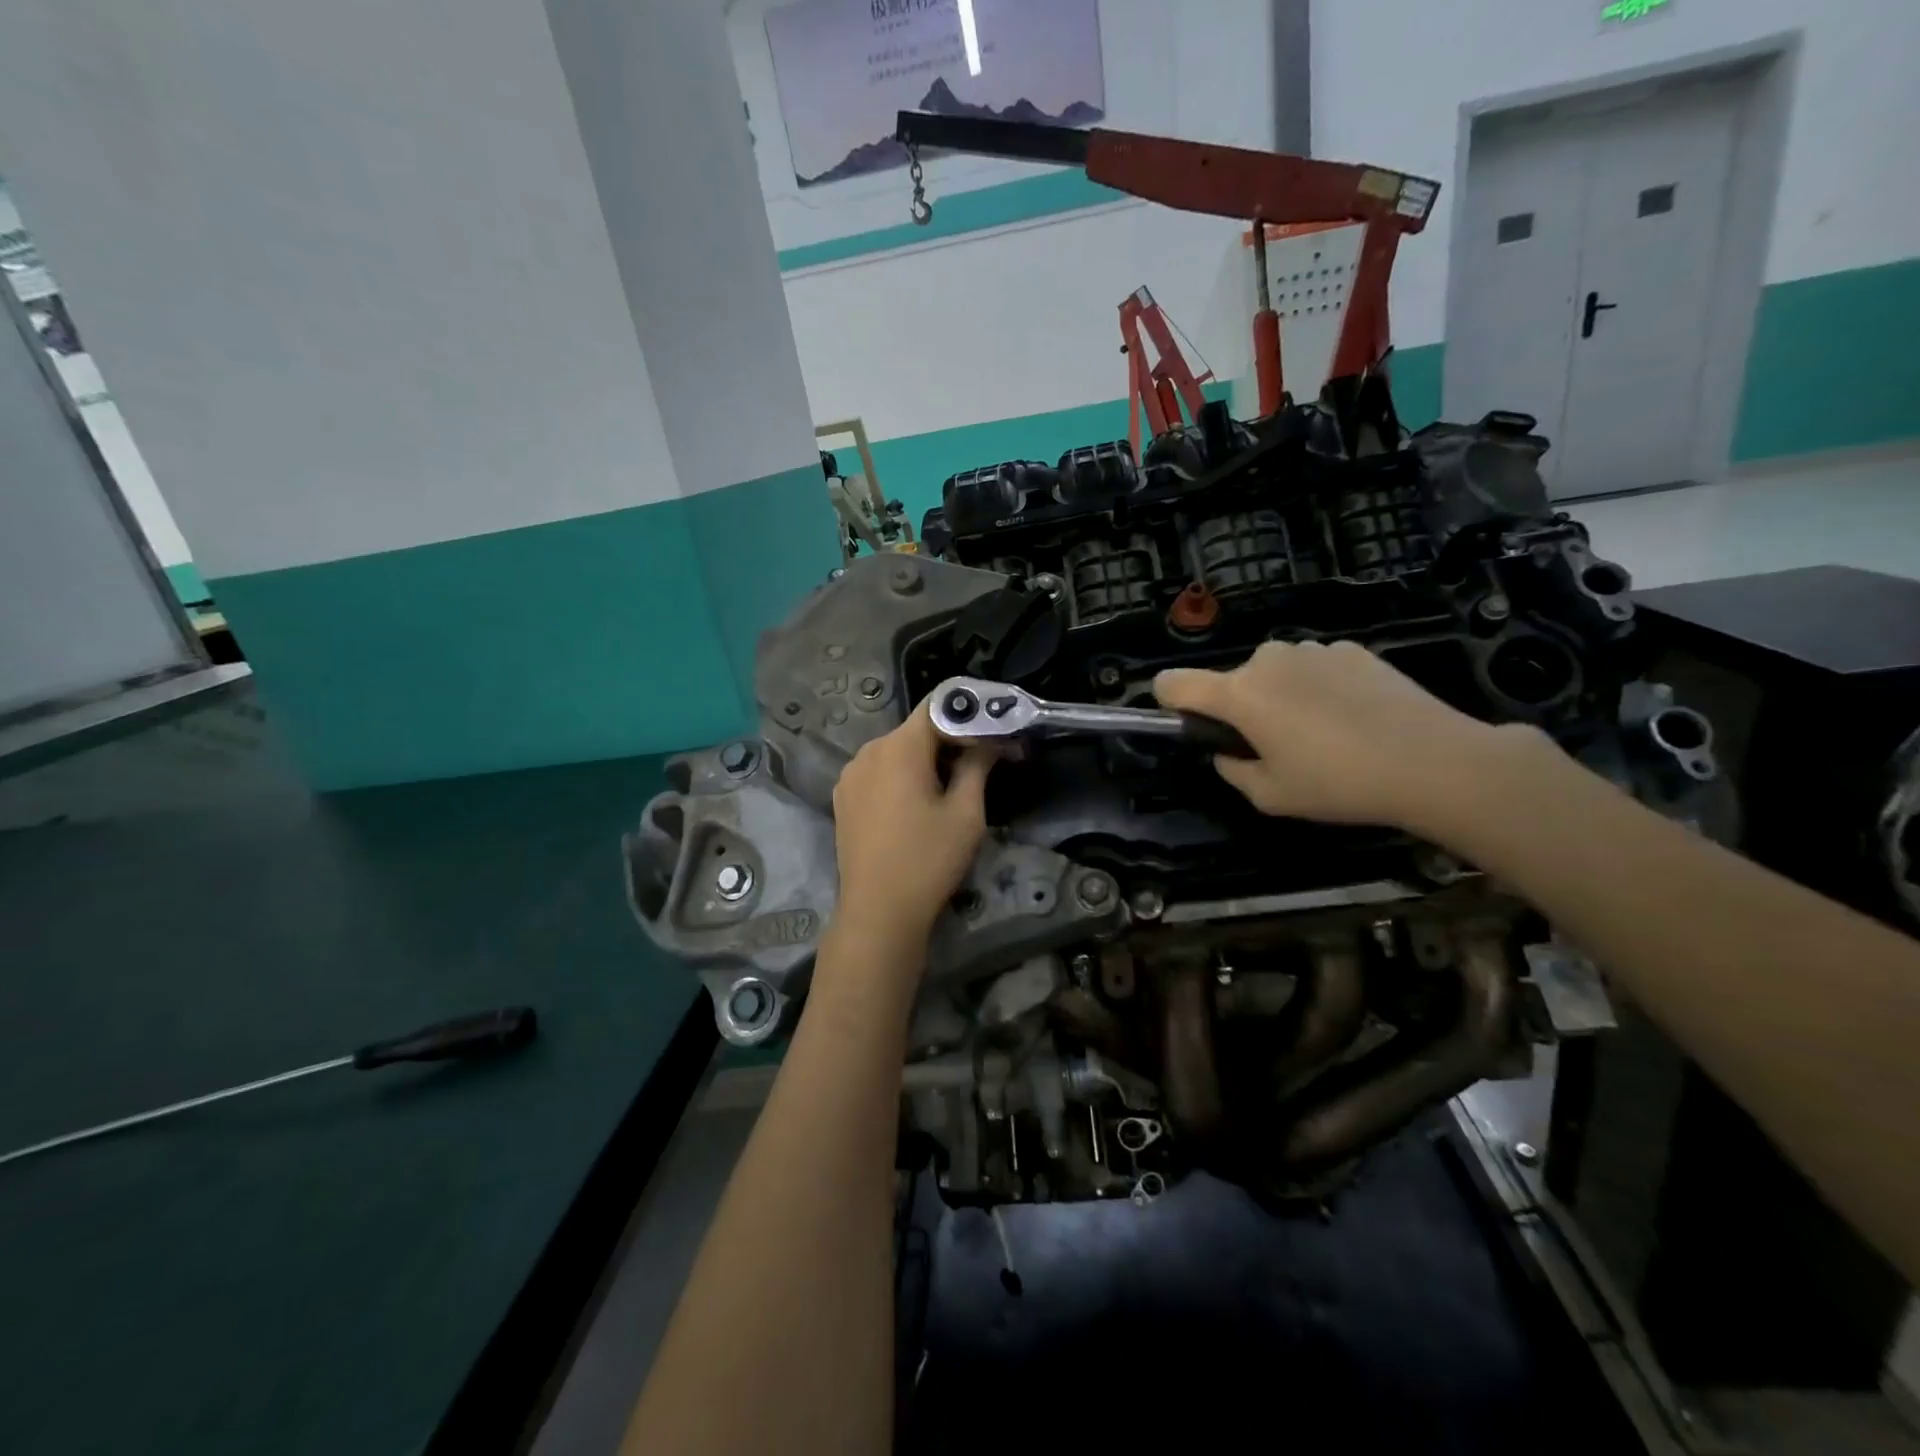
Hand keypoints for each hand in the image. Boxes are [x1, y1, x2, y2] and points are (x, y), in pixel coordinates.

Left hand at [830, 701, 993, 949]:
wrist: (878, 911)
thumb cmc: (929, 859)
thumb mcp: (966, 813)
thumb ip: (978, 766)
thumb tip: (990, 741)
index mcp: (900, 747)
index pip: (938, 707)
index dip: (968, 715)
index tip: (993, 733)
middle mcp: (869, 750)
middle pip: (916, 730)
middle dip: (949, 741)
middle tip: (981, 764)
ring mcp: (850, 774)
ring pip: (896, 752)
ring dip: (924, 761)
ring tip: (949, 790)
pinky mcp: (843, 798)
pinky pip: (878, 773)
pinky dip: (900, 778)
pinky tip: (915, 807)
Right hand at [1154, 640, 1525, 830]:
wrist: (1433, 761)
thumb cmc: (1338, 783)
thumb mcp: (1270, 796)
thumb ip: (1233, 770)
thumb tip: (1230, 752)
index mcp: (1238, 695)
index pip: (1173, 682)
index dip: (1169, 702)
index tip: (1191, 725)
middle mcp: (1267, 660)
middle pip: (1232, 680)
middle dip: (1242, 708)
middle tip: (1276, 746)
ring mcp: (1312, 649)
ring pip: (1276, 672)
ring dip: (1283, 695)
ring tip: (1323, 733)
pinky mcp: (1352, 649)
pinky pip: (1316, 667)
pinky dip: (1321, 687)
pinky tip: (1355, 718)